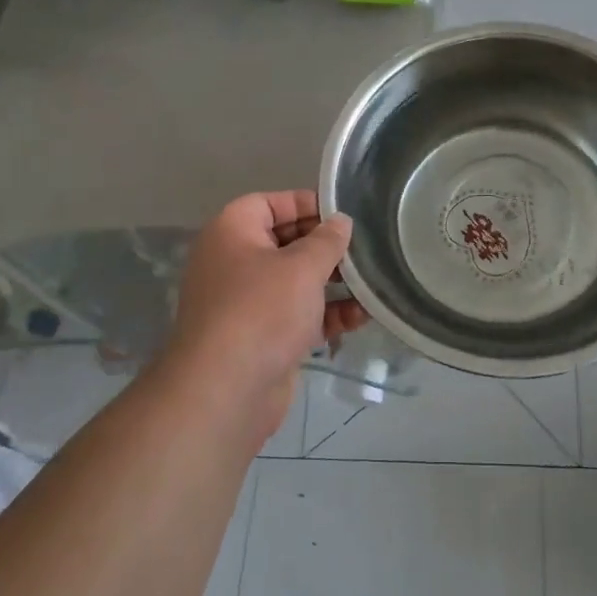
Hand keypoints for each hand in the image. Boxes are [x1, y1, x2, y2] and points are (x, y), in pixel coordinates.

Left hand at [166, 191, 366, 442]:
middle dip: (326, 247)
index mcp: (232, 232)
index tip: (343, 215)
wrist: (225, 392)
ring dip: (333, 283)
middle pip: (286, 242)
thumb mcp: (302, 266)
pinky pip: (299, 315)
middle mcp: (235, 262)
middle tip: (364, 249)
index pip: (270, 203)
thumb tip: (340, 222)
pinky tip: (360, 317)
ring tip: (371, 284)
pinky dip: (326, 314)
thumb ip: (327, 240)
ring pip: (296, 281)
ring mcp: (248, 303)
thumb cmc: (262, 311)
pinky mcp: (263, 337)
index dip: (306, 204)